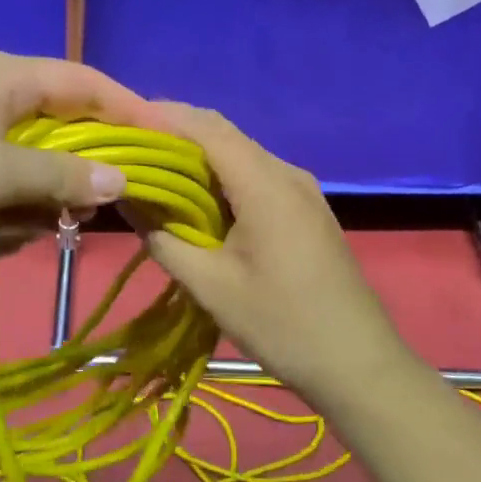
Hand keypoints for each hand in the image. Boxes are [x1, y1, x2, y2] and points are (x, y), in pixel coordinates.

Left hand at [0, 48, 158, 266]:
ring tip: (25, 230)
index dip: (130, 110)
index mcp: (0, 73)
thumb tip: (122, 178)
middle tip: (98, 209)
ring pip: (28, 155)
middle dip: (77, 168)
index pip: (86, 81)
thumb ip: (61, 174)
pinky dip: (3, 203)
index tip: (166, 144)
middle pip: (59, 121)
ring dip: (37, 195)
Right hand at [142, 104, 410, 402]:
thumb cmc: (282, 324)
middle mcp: (286, 173)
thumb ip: (165, 238)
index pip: (206, 128)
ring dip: (198, 158)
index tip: (122, 122)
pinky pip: (256, 176)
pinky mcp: (306, 209)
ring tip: (153, 172)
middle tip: (130, 149)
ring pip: (240, 155)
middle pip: (224, 135)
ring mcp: (301, 190)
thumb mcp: (211, 286)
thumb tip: (128, 200)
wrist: (359, 364)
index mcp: (265, 184)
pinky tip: (196, 200)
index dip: (163, 117)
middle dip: (175, 135)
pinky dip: (221, 178)